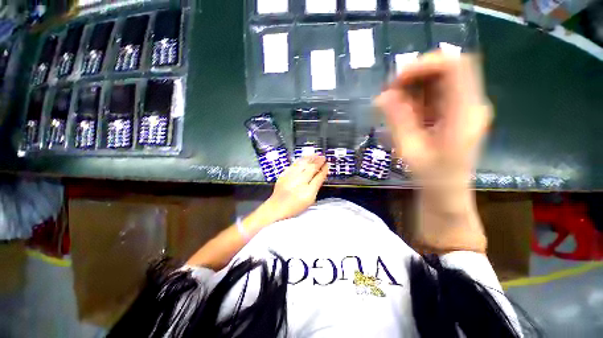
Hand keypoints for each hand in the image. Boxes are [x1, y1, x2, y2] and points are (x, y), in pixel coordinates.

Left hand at [263, 155, 328, 221]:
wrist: (277, 207)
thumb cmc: (295, 205)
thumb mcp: (310, 200)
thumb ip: (316, 186)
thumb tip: (321, 175)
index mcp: (308, 192)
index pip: (319, 177)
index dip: (324, 170)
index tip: (327, 165)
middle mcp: (299, 183)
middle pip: (311, 168)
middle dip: (318, 161)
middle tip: (323, 157)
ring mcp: (290, 177)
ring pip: (302, 164)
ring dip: (310, 158)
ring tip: (316, 155)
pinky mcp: (284, 174)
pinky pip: (294, 164)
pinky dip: (300, 160)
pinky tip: (305, 158)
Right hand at [376, 52, 489, 252]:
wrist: (447, 193)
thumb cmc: (431, 177)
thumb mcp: (410, 150)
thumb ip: (398, 121)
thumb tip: (382, 96)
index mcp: (465, 113)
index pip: (454, 66)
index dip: (424, 65)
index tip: (396, 80)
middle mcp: (471, 104)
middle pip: (446, 70)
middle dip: (414, 77)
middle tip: (390, 95)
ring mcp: (465, 107)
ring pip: (440, 80)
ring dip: (414, 88)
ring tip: (395, 108)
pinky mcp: (456, 112)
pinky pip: (436, 94)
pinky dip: (417, 98)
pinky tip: (406, 114)